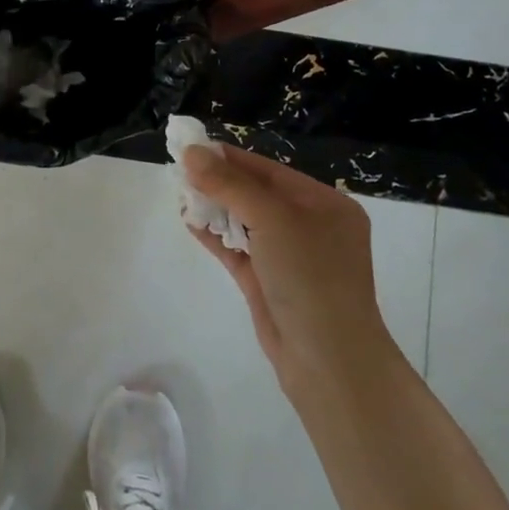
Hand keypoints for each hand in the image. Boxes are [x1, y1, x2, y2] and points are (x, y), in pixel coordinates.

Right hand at [181, 144, 391, 395]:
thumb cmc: (311, 278)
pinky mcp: (268, 283)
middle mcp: (310, 227)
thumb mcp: (273, 220)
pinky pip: (238, 249)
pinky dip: (215, 235)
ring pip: (245, 221)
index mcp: (325, 205)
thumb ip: (230, 185)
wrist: (329, 363)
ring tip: (180, 193)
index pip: (270, 171)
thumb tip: (192, 152)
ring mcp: (289, 257)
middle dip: (219, 182)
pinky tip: (189, 221)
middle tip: (179, 170)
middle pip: (256, 194)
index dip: (230, 158)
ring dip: (214, 207)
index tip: (191, 146)